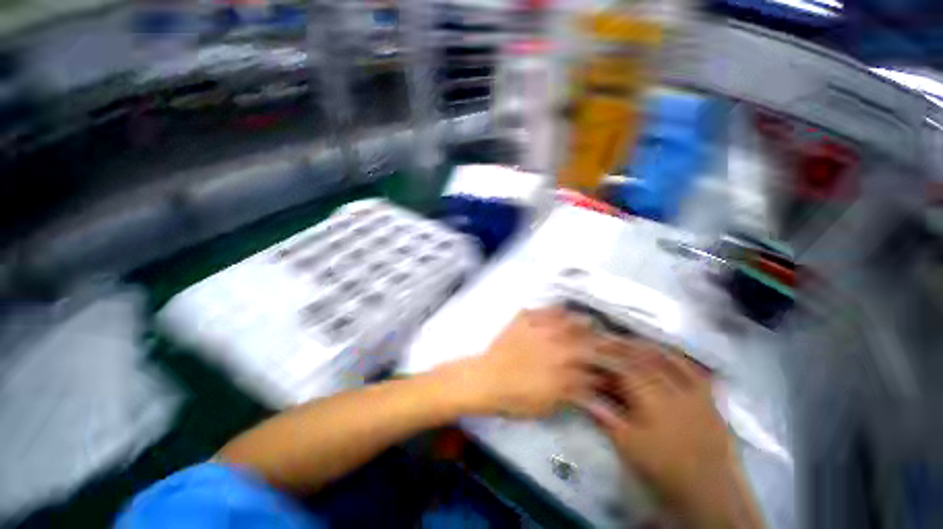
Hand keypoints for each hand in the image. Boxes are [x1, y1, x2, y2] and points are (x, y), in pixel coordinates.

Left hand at [443, 306, 594, 417]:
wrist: (487, 379)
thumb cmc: (516, 398)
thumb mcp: (548, 404)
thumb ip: (570, 393)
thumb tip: (588, 386)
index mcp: (563, 368)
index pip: (591, 364)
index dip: (603, 364)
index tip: (609, 364)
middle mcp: (556, 345)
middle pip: (584, 338)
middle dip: (599, 339)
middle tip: (605, 338)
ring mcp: (539, 330)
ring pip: (566, 321)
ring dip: (579, 320)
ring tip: (587, 320)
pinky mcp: (524, 321)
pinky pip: (541, 310)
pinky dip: (552, 309)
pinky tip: (559, 309)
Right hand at [583, 339, 761, 527]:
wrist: (709, 489)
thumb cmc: (664, 467)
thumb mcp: (629, 445)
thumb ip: (605, 416)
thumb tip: (582, 396)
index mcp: (653, 400)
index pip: (625, 368)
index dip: (607, 355)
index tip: (594, 347)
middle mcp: (675, 389)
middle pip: (645, 359)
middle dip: (624, 346)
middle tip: (608, 338)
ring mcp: (695, 392)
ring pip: (669, 359)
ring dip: (647, 347)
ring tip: (632, 339)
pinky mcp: (709, 398)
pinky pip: (694, 370)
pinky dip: (678, 358)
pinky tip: (668, 352)